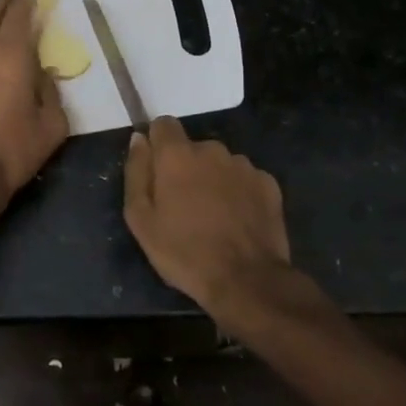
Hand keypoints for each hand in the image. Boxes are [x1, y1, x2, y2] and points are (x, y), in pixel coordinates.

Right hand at [123, 116, 292, 313]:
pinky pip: (245, 179)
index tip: (156, 170)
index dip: (157, 143)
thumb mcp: (140, 218)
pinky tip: (237, 220)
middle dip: (186, 167)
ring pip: (220, 163)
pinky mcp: (268, 184)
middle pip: (192, 148)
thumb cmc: (183, 251)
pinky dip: (238, 192)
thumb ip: (136, 172)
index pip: (163, 124)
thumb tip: (139, 139)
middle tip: (183, 205)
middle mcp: (212, 150)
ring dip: (213, 179)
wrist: (246, 281)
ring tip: (213, 216)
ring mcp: (244, 165)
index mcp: (177, 155)